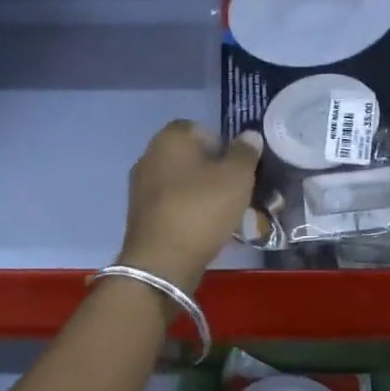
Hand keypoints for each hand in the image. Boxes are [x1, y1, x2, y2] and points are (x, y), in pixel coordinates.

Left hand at [117, 122, 262, 291]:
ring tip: (224, 213)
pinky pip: (171, 204)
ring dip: (200, 192)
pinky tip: (204, 228)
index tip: (238, 166)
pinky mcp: (140, 215)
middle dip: (212, 169)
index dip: (222, 143)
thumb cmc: (202, 209)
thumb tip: (249, 135)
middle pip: (189, 156)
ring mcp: (140, 187)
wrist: (162, 261)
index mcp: (170, 139)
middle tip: (235, 190)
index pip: (199, 128)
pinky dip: (187, 211)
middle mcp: (149, 156)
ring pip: (179, 182)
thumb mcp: (236, 177)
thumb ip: (245, 153)